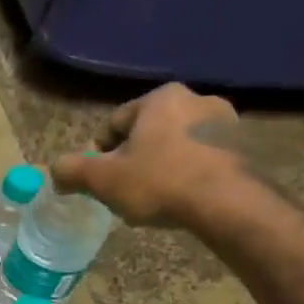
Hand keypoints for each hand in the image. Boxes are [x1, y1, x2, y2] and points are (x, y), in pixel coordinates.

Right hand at [52, 82, 245, 226]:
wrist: (229, 205)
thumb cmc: (159, 182)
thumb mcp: (101, 178)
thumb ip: (71, 170)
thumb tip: (56, 172)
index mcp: (161, 97)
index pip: (114, 124)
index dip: (99, 155)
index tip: (100, 180)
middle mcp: (197, 99)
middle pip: (146, 135)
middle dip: (132, 161)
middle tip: (125, 191)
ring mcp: (228, 123)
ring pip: (174, 147)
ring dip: (160, 168)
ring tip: (153, 200)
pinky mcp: (247, 148)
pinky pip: (202, 160)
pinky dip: (187, 176)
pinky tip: (181, 201)